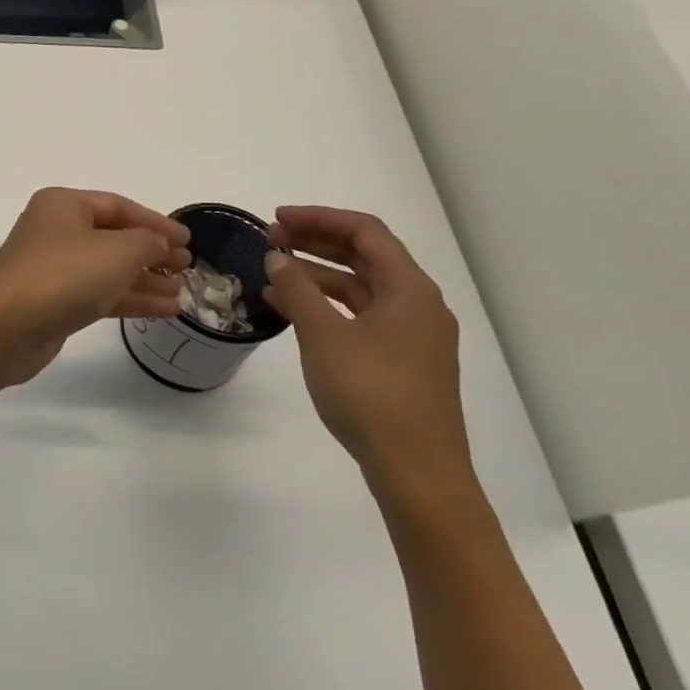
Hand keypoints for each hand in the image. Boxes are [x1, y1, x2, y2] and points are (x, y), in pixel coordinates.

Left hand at [0, 188, 191, 385]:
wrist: (8, 325)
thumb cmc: (65, 274)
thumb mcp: (118, 250)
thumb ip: (147, 242)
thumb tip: (158, 244)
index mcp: (64, 205)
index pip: (118, 206)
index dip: (155, 222)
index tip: (188, 239)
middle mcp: (56, 231)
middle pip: (113, 237)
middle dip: (151, 252)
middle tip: (187, 267)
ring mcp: (53, 268)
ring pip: (108, 269)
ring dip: (145, 279)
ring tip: (182, 293)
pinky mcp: (55, 302)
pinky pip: (100, 294)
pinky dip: (130, 299)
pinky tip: (164, 310)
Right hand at [263, 206, 474, 505]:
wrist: (416, 472)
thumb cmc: (371, 393)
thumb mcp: (323, 334)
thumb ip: (298, 288)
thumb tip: (278, 256)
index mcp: (409, 289)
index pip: (365, 232)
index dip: (319, 217)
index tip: (277, 219)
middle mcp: (418, 304)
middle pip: (365, 256)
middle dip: (316, 242)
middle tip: (271, 239)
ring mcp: (412, 335)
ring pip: (361, 287)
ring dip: (318, 273)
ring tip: (273, 272)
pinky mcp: (402, 360)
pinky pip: (361, 315)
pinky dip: (327, 304)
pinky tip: (292, 309)